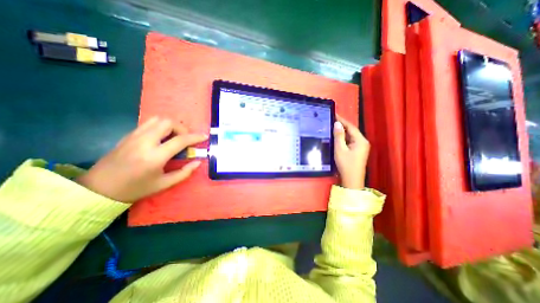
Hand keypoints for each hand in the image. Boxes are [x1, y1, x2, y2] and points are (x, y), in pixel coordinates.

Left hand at [77, 116, 207, 203]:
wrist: (98, 189)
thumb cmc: (135, 189)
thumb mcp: (164, 184)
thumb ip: (184, 173)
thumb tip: (198, 162)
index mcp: (155, 156)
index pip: (180, 140)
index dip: (195, 137)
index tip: (203, 137)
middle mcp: (145, 142)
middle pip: (168, 122)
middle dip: (182, 128)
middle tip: (185, 139)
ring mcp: (134, 136)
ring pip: (158, 119)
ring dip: (171, 125)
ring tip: (175, 137)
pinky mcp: (128, 135)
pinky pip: (149, 123)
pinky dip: (161, 126)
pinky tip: (162, 138)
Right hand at [333, 115, 371, 188]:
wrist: (352, 180)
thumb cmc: (346, 164)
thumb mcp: (340, 149)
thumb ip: (339, 136)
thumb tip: (337, 123)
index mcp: (360, 140)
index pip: (351, 127)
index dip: (342, 120)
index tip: (334, 114)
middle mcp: (363, 142)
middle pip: (352, 131)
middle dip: (342, 126)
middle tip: (331, 121)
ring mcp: (362, 147)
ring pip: (351, 136)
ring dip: (342, 132)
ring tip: (333, 127)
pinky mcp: (358, 151)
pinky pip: (351, 141)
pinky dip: (344, 138)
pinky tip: (337, 137)